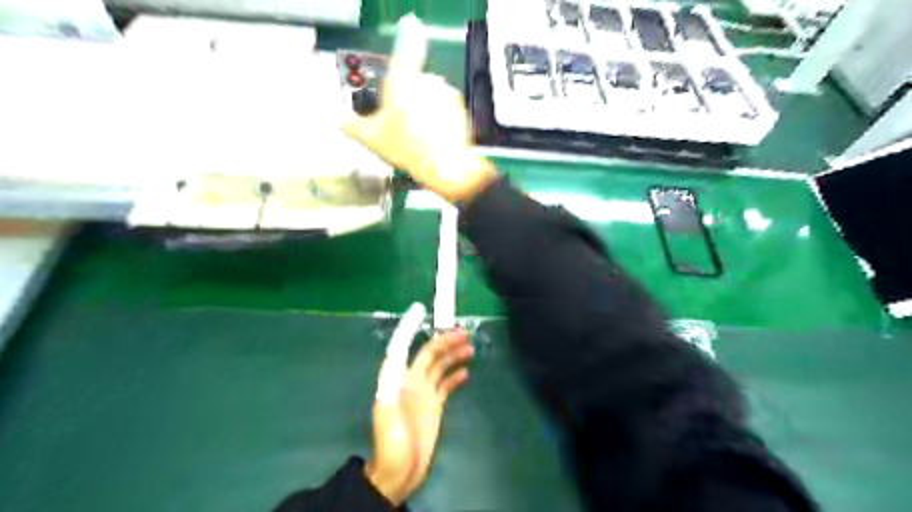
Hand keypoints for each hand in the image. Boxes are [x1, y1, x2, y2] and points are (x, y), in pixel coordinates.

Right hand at [344, 15, 497, 201]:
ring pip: (430, 95)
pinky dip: (439, 117)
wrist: (444, 166)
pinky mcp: (459, 107)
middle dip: (407, 97)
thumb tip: (342, 119)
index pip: (406, 48)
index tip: (411, 23)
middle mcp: (426, 81)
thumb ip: (352, 124)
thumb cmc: (408, 149)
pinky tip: (432, 135)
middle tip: (401, 122)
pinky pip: (445, 107)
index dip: (408, 35)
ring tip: (417, 134)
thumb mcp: (371, 139)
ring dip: (424, 108)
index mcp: (402, 81)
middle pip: (413, 80)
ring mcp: (445, 93)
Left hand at [366, 330, 472, 506]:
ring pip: (440, 367)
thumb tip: (394, 359)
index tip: (422, 312)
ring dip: (453, 355)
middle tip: (464, 333)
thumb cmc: (391, 443)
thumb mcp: (387, 415)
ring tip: (470, 348)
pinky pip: (446, 385)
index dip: (411, 329)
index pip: (405, 347)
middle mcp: (411, 381)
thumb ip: (390, 388)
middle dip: (444, 342)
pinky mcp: (434, 406)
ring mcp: (424, 393)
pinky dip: (455, 376)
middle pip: (429, 354)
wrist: (399, 472)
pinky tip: (466, 372)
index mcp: (398, 379)